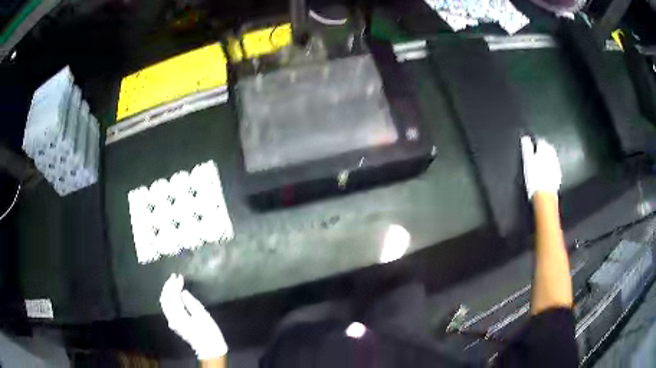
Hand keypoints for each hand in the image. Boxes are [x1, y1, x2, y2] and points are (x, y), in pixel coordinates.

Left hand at [160, 274, 227, 359]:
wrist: (210, 349)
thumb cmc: (209, 333)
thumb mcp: (203, 316)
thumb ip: (191, 303)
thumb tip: (183, 292)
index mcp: (179, 316)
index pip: (172, 296)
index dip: (175, 285)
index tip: (180, 277)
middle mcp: (172, 318)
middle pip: (165, 299)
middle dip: (169, 286)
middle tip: (174, 276)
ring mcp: (172, 321)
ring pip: (165, 303)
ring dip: (167, 291)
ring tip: (172, 282)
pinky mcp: (175, 323)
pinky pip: (167, 307)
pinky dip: (168, 298)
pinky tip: (172, 294)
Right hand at [520, 136, 561, 199]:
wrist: (545, 196)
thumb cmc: (535, 179)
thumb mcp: (527, 161)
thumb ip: (527, 148)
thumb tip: (525, 138)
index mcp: (544, 150)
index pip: (540, 141)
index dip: (535, 142)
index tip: (531, 144)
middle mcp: (552, 156)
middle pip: (548, 148)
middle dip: (543, 148)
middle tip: (537, 152)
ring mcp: (556, 166)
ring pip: (552, 157)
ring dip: (548, 157)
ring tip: (542, 161)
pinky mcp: (558, 175)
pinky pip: (555, 167)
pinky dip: (551, 167)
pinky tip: (547, 171)